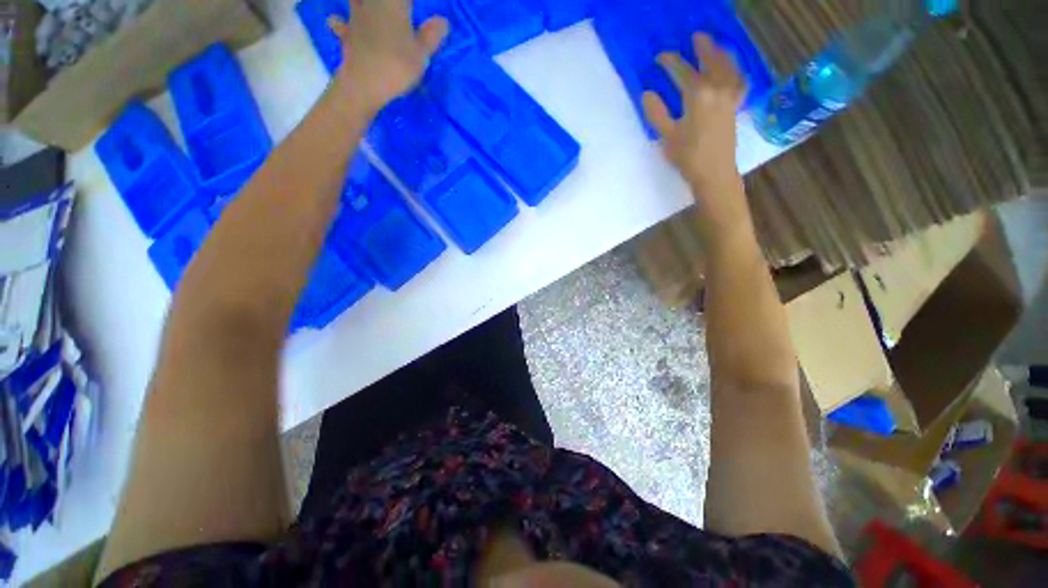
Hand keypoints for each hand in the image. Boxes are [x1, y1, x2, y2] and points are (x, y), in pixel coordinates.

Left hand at [328, 0, 448, 116]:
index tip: (414, 11)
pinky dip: (340, 22)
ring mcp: (355, 17)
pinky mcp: (346, 34)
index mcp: (394, 3)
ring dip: (359, 4)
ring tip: (365, 8)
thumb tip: (443, 21)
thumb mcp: (421, 54)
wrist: (364, 83)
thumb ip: (431, 36)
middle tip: (399, 11)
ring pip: (356, 1)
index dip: (408, 5)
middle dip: (393, 5)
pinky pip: (340, 23)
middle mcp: (372, 3)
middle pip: (382, 1)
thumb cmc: (397, 65)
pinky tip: (338, 22)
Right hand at [643, 34, 746, 194]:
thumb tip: (647, 94)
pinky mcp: (736, 105)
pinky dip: (736, 71)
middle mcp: (718, 89)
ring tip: (714, 47)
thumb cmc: (688, 157)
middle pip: (711, 60)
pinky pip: (739, 80)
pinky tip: (732, 70)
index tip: (661, 58)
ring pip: (728, 66)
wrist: (714, 173)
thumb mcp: (667, 137)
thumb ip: (657, 113)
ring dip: (721, 53)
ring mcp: (731, 95)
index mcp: (697, 95)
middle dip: (702, 47)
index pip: (682, 71)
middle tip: (695, 38)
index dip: (671, 62)